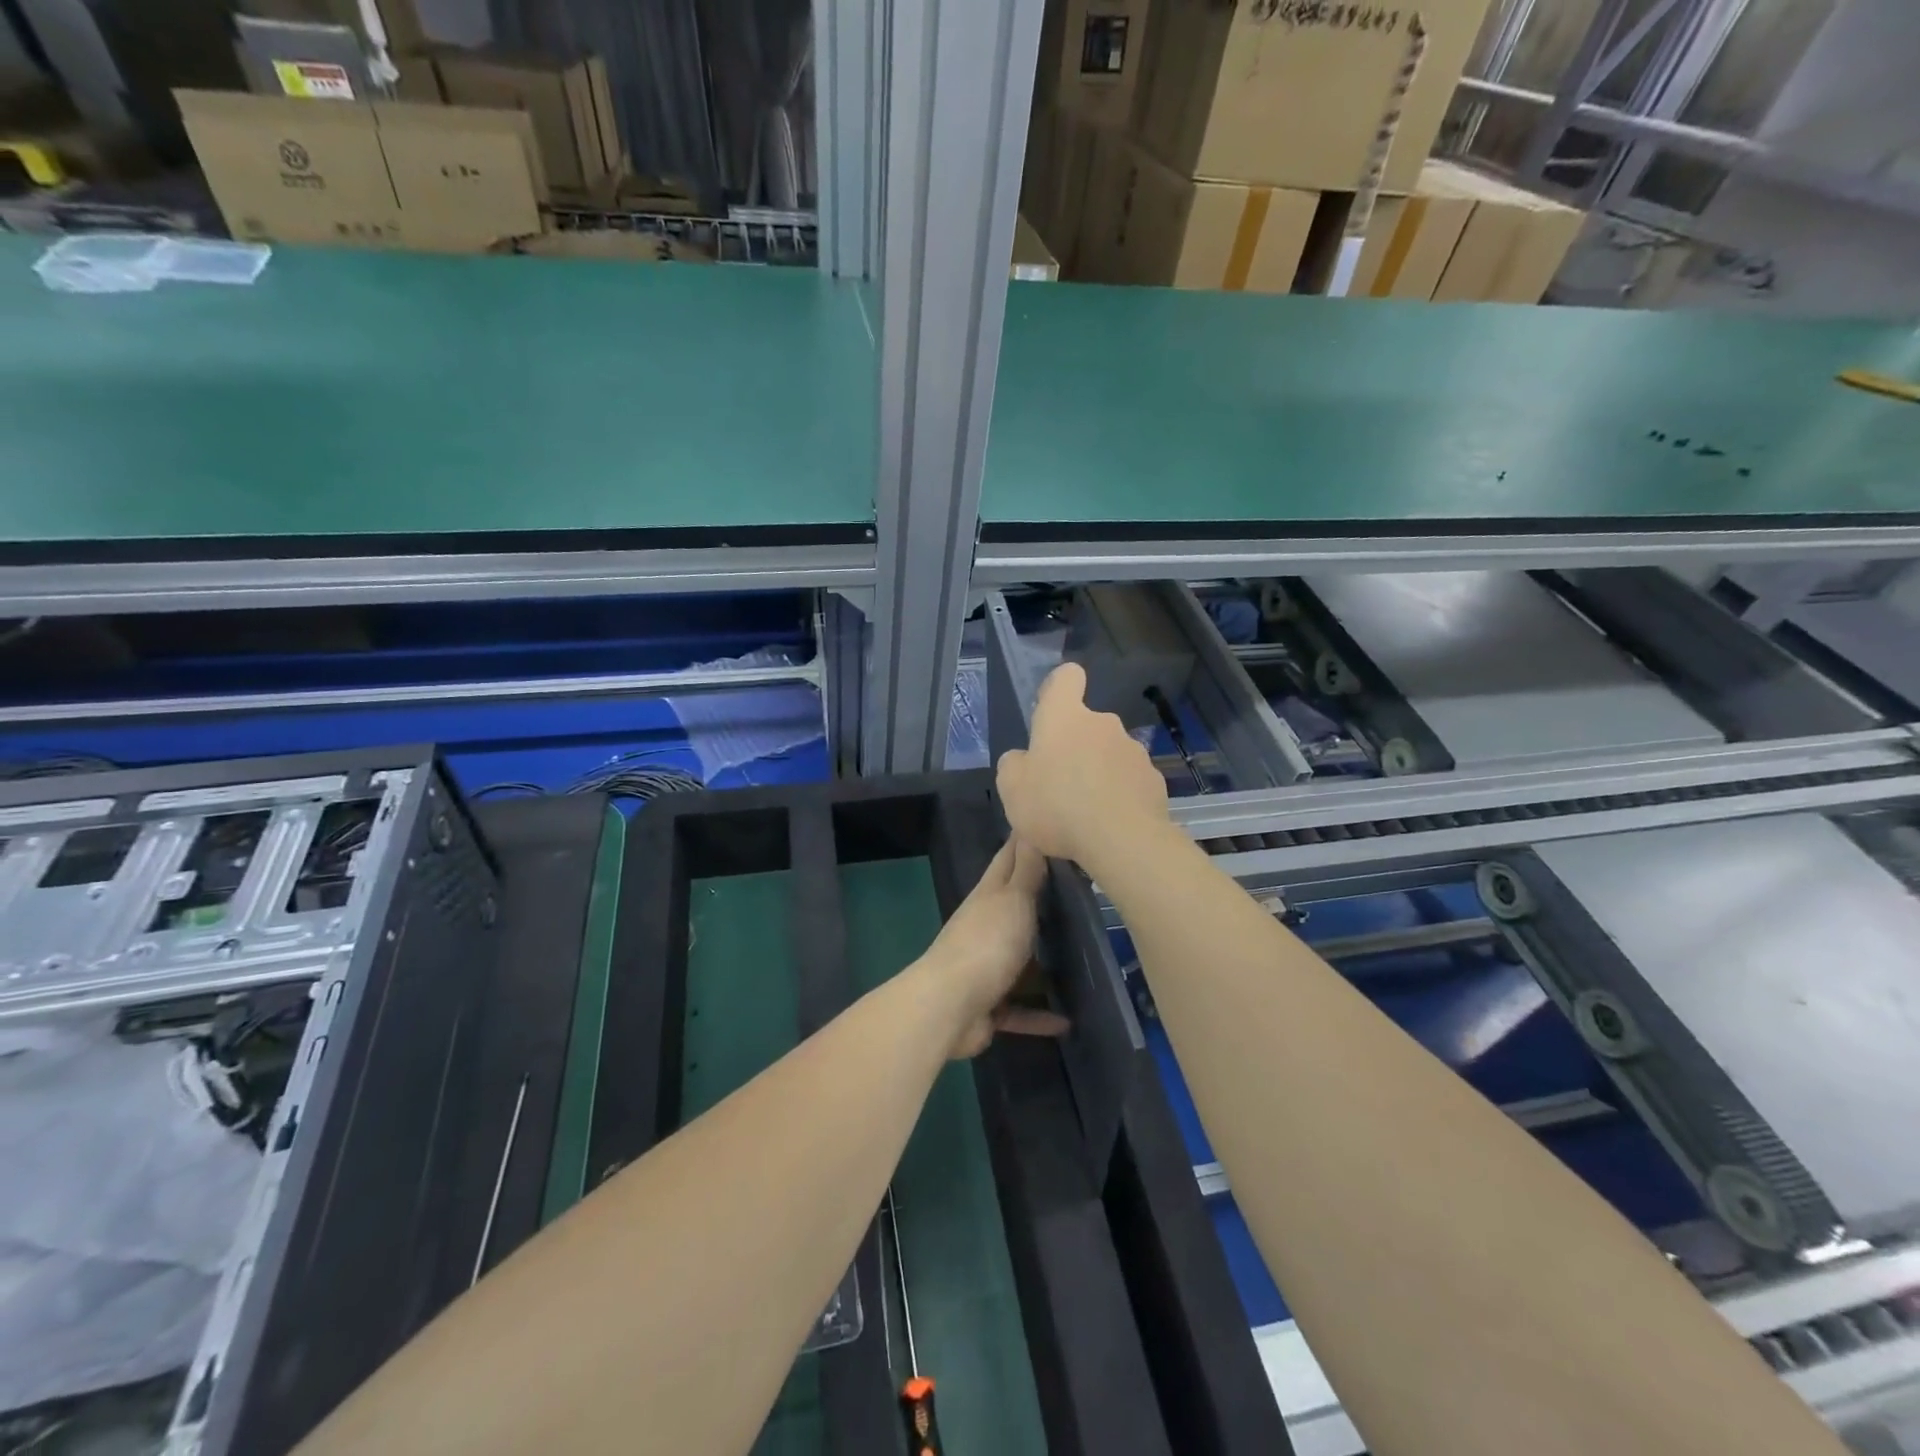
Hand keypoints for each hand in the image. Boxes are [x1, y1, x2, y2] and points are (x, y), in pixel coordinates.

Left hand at [924, 837, 1065, 1058]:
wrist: (949, 1006)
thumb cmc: (986, 943)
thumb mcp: (1012, 899)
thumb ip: (1026, 870)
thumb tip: (1029, 827)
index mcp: (989, 896)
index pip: (1009, 859)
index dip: (1026, 842)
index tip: (1050, 827)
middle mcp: (986, 927)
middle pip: (1017, 908)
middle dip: (1043, 900)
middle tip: (1083, 893)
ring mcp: (986, 967)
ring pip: (1021, 959)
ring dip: (1044, 962)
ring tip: (1082, 959)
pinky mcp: (990, 1005)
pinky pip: (1021, 1009)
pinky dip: (1040, 1015)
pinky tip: (1069, 1022)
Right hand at [996, 662, 1170, 869]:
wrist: (1121, 840)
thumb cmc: (1056, 805)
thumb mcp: (1011, 788)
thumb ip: (1014, 765)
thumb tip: (1024, 759)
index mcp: (1065, 717)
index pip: (1066, 677)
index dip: (1058, 688)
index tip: (1050, 713)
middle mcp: (1104, 724)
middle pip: (1087, 725)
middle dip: (1075, 748)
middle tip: (1059, 786)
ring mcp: (1134, 751)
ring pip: (1110, 755)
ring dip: (1098, 774)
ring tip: (1085, 813)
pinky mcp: (1154, 780)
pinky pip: (1130, 782)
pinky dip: (1120, 796)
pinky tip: (1110, 824)